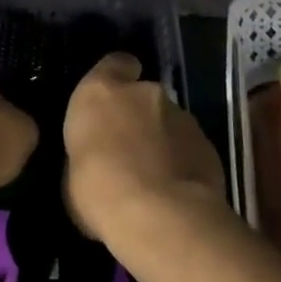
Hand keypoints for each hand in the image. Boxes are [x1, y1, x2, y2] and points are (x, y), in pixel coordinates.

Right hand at [64, 53, 226, 241]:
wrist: (159, 218)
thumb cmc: (98, 191)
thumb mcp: (72, 174)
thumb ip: (88, 153)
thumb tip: (97, 160)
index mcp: (101, 92)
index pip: (115, 63)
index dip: (116, 77)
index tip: (113, 98)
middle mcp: (143, 93)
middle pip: (143, 95)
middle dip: (139, 116)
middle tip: (129, 150)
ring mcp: (181, 116)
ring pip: (169, 122)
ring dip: (162, 140)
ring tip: (154, 177)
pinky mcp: (208, 145)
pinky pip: (190, 148)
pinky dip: (183, 162)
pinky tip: (176, 191)